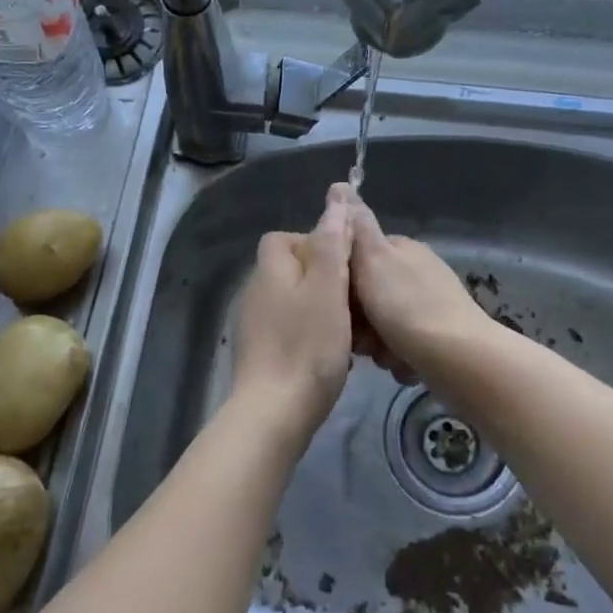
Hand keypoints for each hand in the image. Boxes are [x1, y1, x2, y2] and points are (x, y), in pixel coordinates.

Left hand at [228, 186, 354, 448]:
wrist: (274, 415)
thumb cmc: (307, 346)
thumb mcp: (328, 287)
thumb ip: (333, 242)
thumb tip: (336, 198)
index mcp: (270, 271)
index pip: (284, 238)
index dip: (316, 243)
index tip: (345, 265)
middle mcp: (256, 293)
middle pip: (294, 272)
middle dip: (327, 282)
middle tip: (357, 303)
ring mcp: (255, 327)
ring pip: (297, 304)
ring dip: (325, 312)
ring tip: (354, 333)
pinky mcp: (261, 356)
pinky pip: (292, 332)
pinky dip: (314, 337)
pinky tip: (336, 357)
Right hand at [347, 188, 492, 382]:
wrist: (459, 359)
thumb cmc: (407, 306)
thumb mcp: (373, 259)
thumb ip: (356, 225)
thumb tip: (340, 184)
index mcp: (402, 249)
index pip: (357, 255)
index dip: (340, 279)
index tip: (333, 300)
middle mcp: (417, 272)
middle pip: (368, 293)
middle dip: (359, 318)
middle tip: (358, 336)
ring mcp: (431, 305)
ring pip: (382, 323)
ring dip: (376, 343)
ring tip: (382, 355)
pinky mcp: (439, 338)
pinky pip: (403, 346)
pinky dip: (398, 358)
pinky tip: (401, 365)